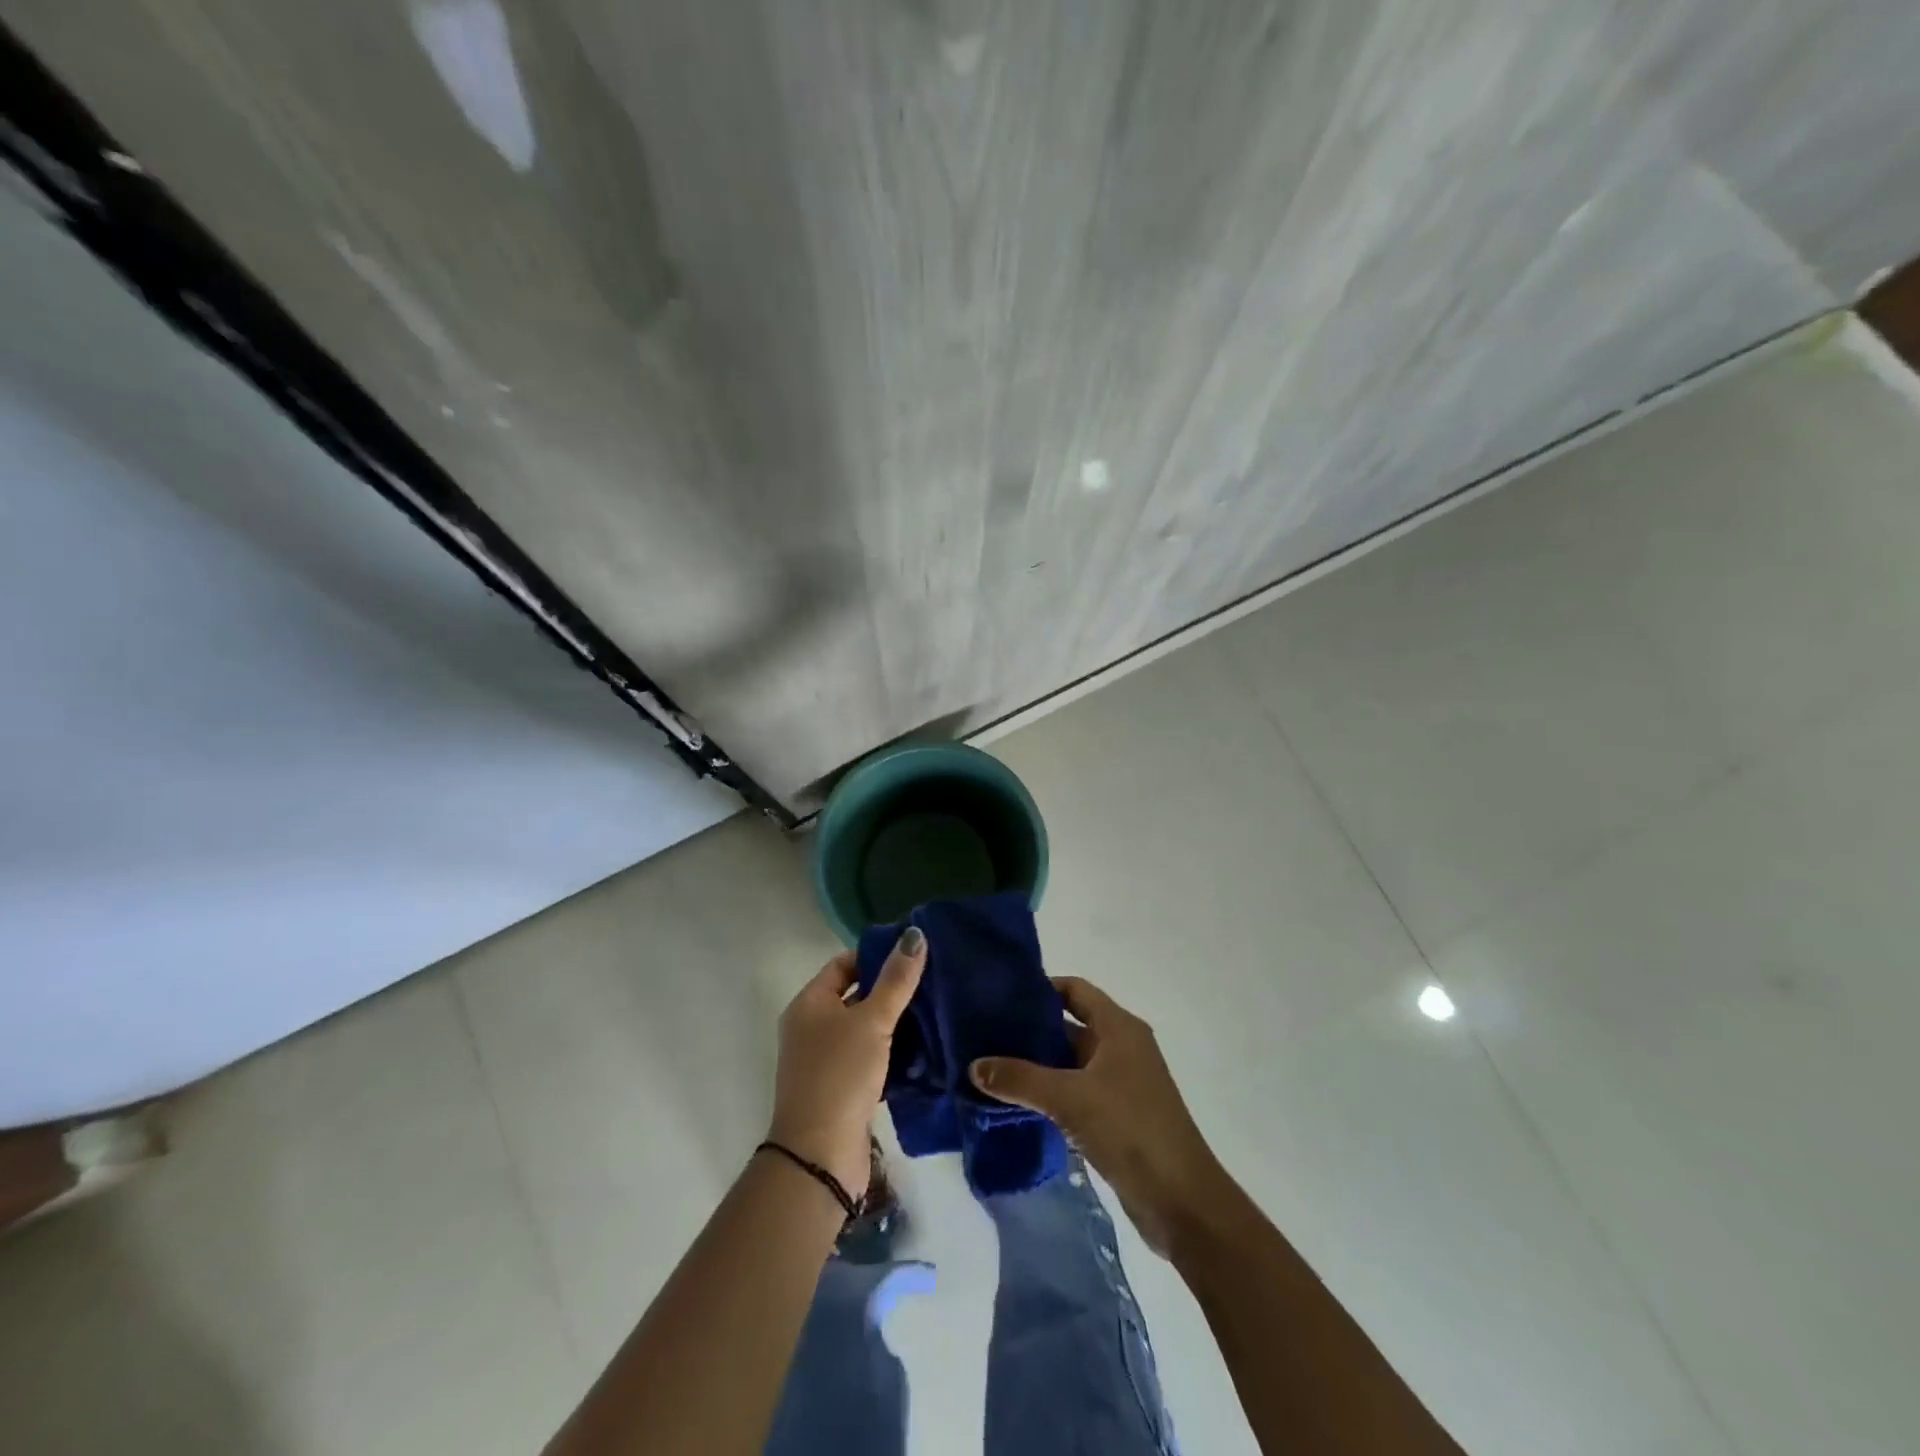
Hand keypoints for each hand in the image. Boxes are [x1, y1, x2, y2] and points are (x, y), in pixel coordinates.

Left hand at [767, 928, 925, 1201]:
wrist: (820, 1155)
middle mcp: (812, 1028)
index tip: (914, 954)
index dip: (876, 955)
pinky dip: (893, 1053)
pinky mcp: (841, 1089)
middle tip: (933, 981)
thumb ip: (896, 980)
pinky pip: (870, 1059)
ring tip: (936, 1011)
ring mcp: (825, 1061)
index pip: (844, 964)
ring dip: (895, 1024)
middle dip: (891, 990)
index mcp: (809, 1004)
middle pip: (855, 996)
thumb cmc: (840, 1075)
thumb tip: (915, 933)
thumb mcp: (872, 1021)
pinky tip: (924, 1050)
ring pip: (865, 1030)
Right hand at [970, 976, 1227, 1254]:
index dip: (1041, 987)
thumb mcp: (1069, 1098)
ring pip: (1071, 1062)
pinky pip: (1076, 1091)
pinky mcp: (1117, 1115)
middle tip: (986, 1033)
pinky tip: (1017, 1102)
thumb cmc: (1130, 1129)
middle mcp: (1122, 1047)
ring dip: (1038, 1065)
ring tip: (992, 1067)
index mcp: (1119, 1027)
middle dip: (1031, 1029)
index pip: (1074, 990)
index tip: (1001, 995)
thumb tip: (974, 1065)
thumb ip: (1020, 1078)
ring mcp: (1121, 1083)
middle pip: (1070, 1025)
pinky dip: (1050, 1093)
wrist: (1181, 1200)